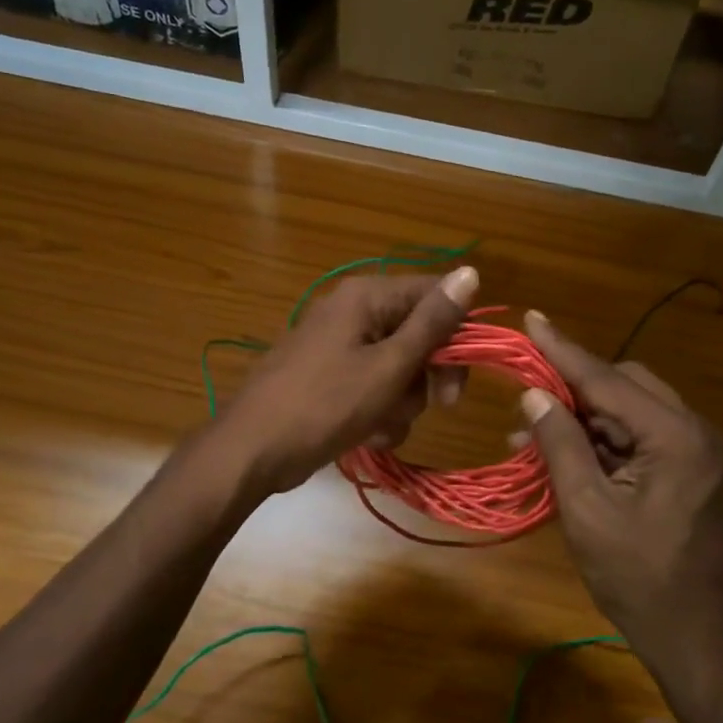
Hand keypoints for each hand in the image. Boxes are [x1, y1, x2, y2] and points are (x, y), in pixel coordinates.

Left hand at [217, 267, 476, 495]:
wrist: (252, 450)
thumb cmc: (325, 405)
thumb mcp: (389, 366)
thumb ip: (432, 322)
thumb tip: (470, 272)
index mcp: (367, 296)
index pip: (434, 294)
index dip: (457, 332)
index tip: (459, 376)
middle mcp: (353, 311)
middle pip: (418, 333)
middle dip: (426, 376)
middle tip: (438, 405)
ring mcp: (338, 344)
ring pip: (399, 366)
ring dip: (402, 401)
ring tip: (382, 425)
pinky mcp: (329, 375)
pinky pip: (372, 385)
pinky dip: (378, 411)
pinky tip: (368, 435)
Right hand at [518, 311, 722, 703]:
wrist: (697, 641)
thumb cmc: (639, 580)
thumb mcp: (587, 510)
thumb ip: (561, 444)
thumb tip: (533, 394)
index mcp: (675, 436)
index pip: (607, 379)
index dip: (563, 350)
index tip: (531, 318)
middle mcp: (694, 430)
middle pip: (623, 385)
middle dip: (572, 386)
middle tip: (525, 394)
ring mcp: (696, 450)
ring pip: (629, 409)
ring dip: (583, 417)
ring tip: (529, 435)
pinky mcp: (689, 469)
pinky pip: (639, 436)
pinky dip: (602, 440)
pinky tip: (563, 453)